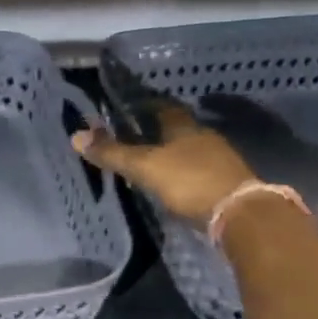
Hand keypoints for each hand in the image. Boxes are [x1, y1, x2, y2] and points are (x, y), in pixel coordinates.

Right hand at [72, 102, 255, 226]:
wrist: (241, 214)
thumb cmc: (190, 181)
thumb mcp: (144, 167)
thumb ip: (113, 153)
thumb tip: (75, 135)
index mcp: (185, 127)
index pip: (163, 107)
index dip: (145, 105)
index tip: (128, 106)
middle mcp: (204, 137)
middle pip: (177, 129)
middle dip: (157, 131)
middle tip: (134, 135)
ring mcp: (220, 161)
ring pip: (189, 150)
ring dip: (172, 153)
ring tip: (150, 161)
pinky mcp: (227, 183)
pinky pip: (199, 171)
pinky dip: (184, 173)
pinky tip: (174, 183)